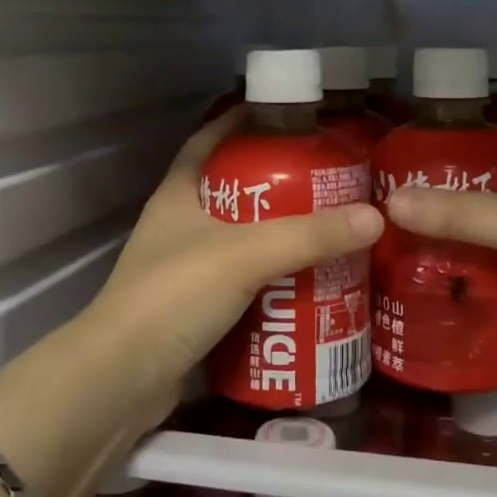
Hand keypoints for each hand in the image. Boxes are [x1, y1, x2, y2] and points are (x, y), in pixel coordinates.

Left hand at [77, 112, 382, 403]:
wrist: (122, 380)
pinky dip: (274, 281)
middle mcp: (180, 225)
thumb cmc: (174, 295)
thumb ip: (309, 235)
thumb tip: (374, 217)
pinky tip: (310, 283)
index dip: (242, 121)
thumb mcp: (245, 254)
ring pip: (242, 240)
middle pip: (235, 191)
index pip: (209, 140)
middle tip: (331, 182)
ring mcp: (185, 270)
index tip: (288, 116)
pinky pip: (244, 283)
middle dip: (280, 186)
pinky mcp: (196, 310)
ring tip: (333, 231)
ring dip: (281, 237)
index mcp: (179, 194)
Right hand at [384, 155, 496, 379]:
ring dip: (438, 245)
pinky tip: (413, 287)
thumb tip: (389, 204)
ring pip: (473, 241)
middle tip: (375, 205)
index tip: (395, 153)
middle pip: (472, 197)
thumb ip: (462, 214)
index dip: (444, 145)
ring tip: (381, 245)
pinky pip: (481, 281)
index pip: (485, 146)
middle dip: (430, 202)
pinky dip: (454, 283)